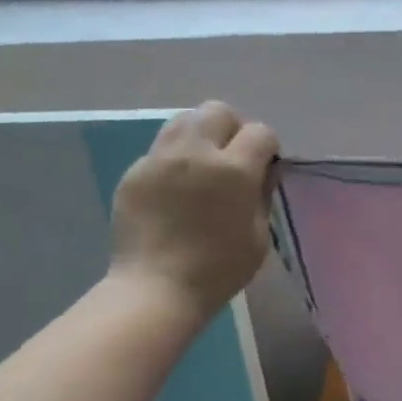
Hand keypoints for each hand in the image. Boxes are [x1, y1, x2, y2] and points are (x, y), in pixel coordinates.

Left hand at [108, 102, 279, 320]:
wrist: (156, 289)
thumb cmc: (219, 270)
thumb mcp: (259, 236)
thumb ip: (263, 195)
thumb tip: (264, 171)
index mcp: (234, 170)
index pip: (260, 132)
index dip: (267, 148)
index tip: (264, 169)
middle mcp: (196, 153)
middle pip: (217, 111)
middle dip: (232, 129)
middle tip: (232, 160)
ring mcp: (159, 159)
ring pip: (184, 120)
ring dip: (200, 136)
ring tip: (202, 167)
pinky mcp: (134, 172)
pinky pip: (159, 149)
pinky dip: (173, 160)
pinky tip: (175, 191)